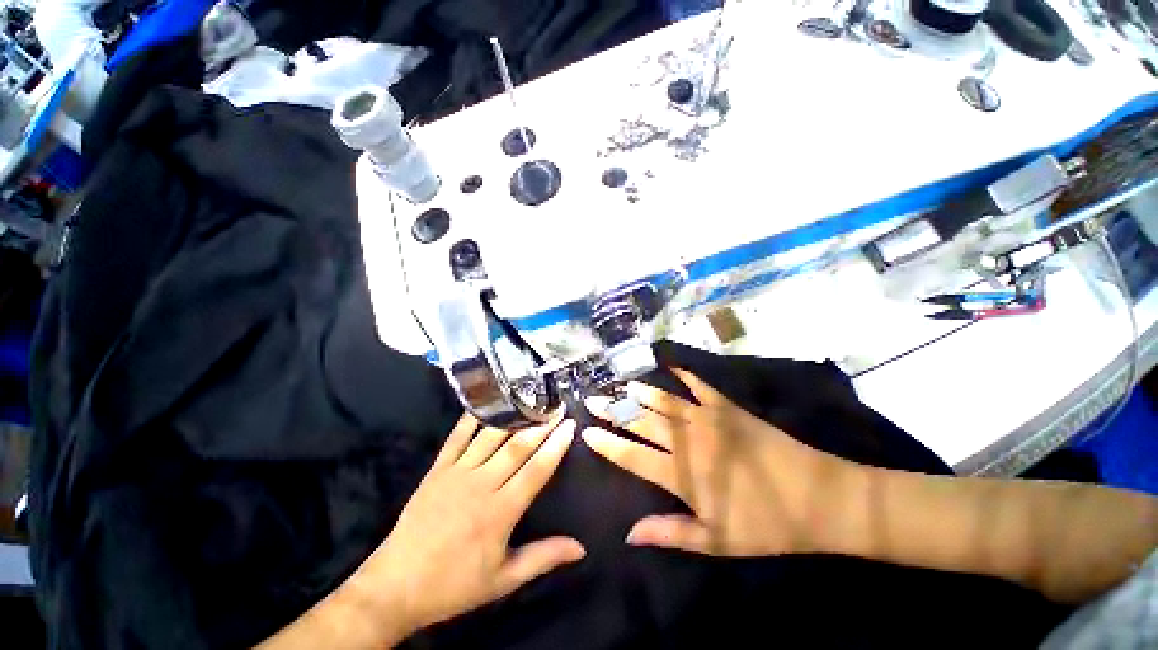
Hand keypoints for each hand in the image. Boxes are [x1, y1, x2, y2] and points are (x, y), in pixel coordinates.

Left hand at [357, 414, 582, 636]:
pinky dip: (473, 418)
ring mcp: (458, 473)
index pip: (537, 470)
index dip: (556, 446)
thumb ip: (543, 558)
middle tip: (557, 408)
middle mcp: (482, 484)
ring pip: (492, 437)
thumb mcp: (504, 580)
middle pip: (518, 447)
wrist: (396, 585)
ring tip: (532, 402)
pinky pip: (457, 437)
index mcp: (500, 512)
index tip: (570, 426)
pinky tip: (488, 403)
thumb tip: (581, 549)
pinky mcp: (438, 469)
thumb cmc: (455, 585)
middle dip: (542, 426)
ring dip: (515, 418)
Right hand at [583, 369, 857, 556]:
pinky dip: (683, 374)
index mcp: (682, 474)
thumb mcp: (717, 541)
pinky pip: (699, 385)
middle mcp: (688, 440)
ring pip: (664, 401)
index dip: (607, 443)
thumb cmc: (767, 525)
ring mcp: (708, 418)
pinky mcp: (728, 407)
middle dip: (613, 411)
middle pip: (641, 422)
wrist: (819, 496)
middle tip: (592, 399)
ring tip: (620, 384)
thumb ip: (670, 533)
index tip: (586, 431)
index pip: (632, 455)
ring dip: (640, 392)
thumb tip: (629, 534)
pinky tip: (670, 365)